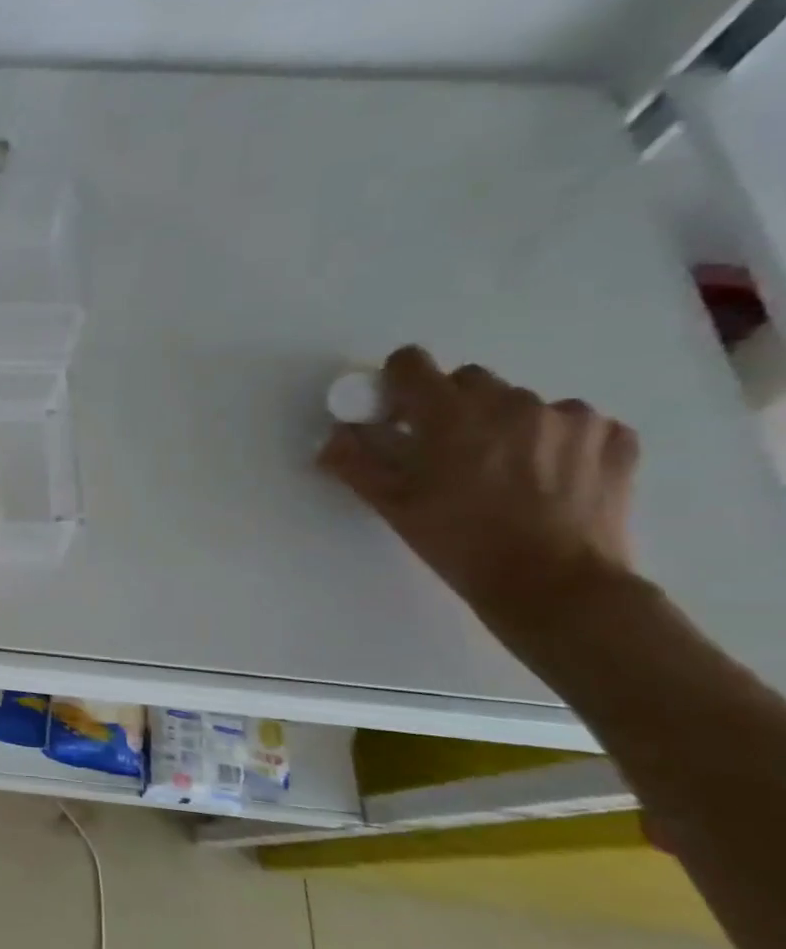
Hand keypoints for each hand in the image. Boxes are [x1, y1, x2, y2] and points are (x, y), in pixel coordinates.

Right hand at [318, 345, 640, 625]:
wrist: (555, 585)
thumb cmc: (458, 543)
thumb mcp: (391, 505)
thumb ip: (355, 462)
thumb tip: (334, 436)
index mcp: (451, 413)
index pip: (411, 363)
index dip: (397, 384)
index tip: (397, 416)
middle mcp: (512, 401)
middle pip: (467, 380)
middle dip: (451, 407)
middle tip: (447, 453)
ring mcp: (571, 417)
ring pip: (521, 404)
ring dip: (504, 425)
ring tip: (503, 473)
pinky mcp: (614, 438)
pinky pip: (573, 424)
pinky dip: (554, 442)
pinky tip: (548, 479)